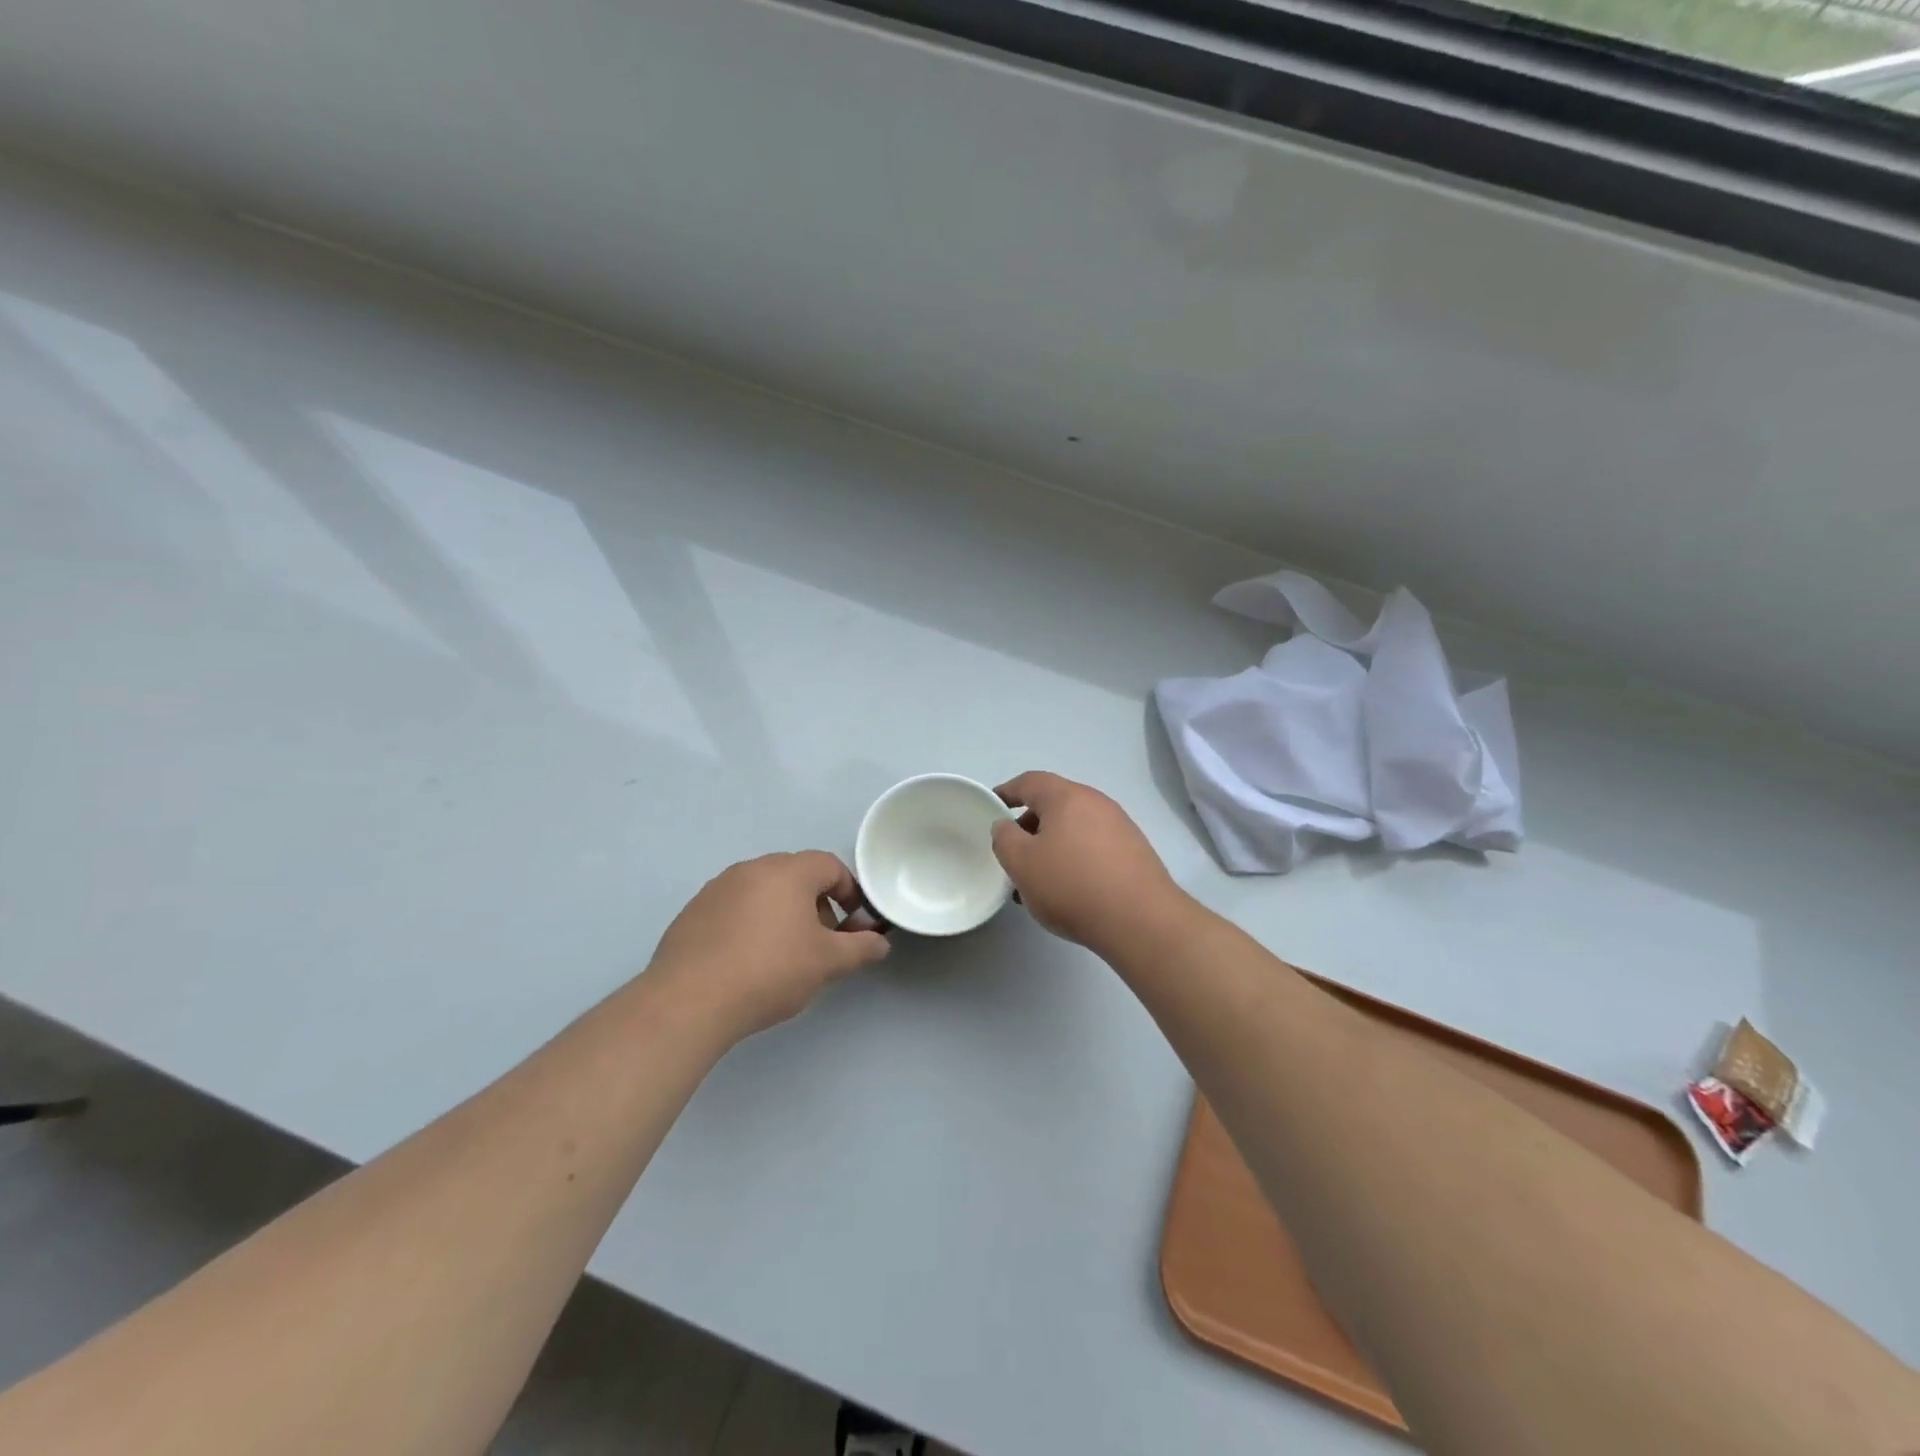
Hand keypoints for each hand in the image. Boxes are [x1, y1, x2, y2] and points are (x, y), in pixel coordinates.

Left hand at [647, 851, 889, 1043]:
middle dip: (816, 904)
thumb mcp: (827, 963)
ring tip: (783, 955)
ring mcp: (717, 888)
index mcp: (788, 871)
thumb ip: (860, 948)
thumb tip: (881, 943)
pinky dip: (749, 924)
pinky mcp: (693, 912)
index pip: (830, 865)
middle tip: (821, 942)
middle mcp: (752, 868)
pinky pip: (734, 908)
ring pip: (763, 891)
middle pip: (796, 875)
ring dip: (782, 913)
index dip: (849, 892)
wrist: (689, 1000)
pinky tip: (746, 961)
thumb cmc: (770, 971)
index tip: (853, 924)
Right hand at [991, 772, 1184, 953]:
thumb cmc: (1072, 885)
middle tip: (1013, 854)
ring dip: (1052, 847)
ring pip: (1074, 829)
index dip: (1007, 792)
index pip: (1030, 782)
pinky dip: (1075, 859)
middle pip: (1054, 805)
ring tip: (1038, 881)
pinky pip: (1094, 846)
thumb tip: (1006, 825)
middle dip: (1029, 826)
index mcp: (1067, 797)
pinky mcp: (1135, 852)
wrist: (1141, 920)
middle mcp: (1096, 803)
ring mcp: (1120, 826)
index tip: (991, 807)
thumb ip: (1004, 838)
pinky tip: (1069, 890)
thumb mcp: (1021, 863)